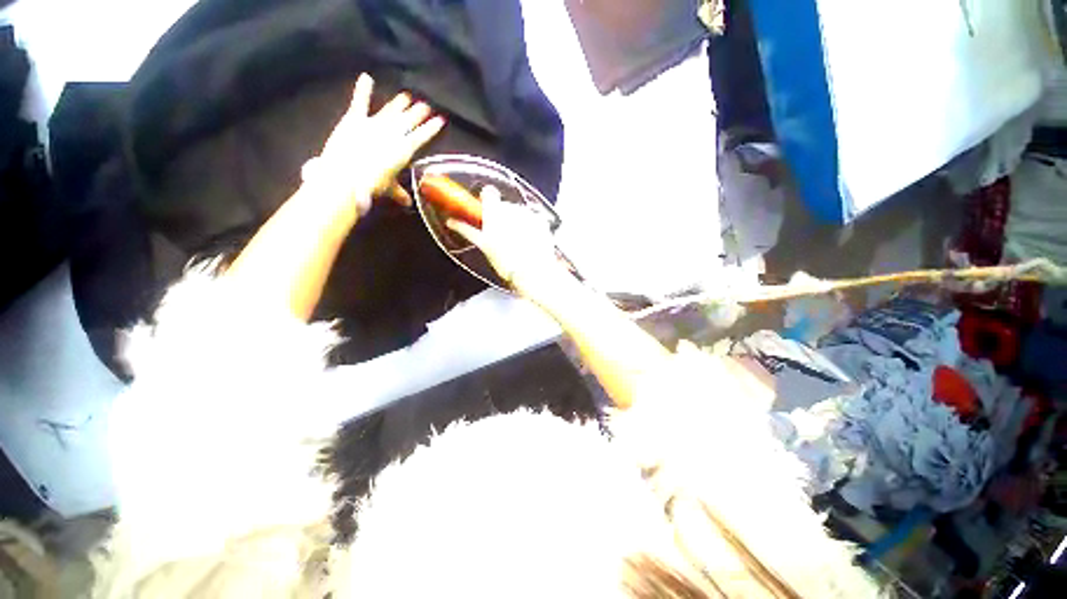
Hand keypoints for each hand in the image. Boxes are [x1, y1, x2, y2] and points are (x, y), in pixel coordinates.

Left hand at [304, 73, 445, 215]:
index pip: (422, 136)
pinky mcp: (355, 119)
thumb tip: (407, 203)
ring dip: (399, 104)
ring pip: (391, 111)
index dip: (431, 128)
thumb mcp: (388, 188)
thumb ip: (399, 192)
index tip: (440, 119)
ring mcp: (374, 124)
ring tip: (407, 96)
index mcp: (404, 149)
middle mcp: (393, 133)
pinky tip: (366, 77)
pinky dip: (362, 90)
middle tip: (425, 105)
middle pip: (408, 120)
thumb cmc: (373, 184)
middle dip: (418, 113)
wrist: (347, 175)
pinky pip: (360, 102)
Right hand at [445, 186, 564, 294]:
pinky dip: (531, 227)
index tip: (487, 212)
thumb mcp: (484, 246)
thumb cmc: (506, 261)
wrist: (533, 271)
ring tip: (517, 242)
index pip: (489, 193)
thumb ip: (467, 230)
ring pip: (519, 213)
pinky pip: (533, 219)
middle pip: (505, 206)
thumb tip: (451, 221)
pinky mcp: (542, 221)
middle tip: (502, 236)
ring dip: (517, 223)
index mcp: (494, 212)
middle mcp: (512, 208)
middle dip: (503, 217)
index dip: (487, 201)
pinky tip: (529, 241)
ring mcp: (529, 214)